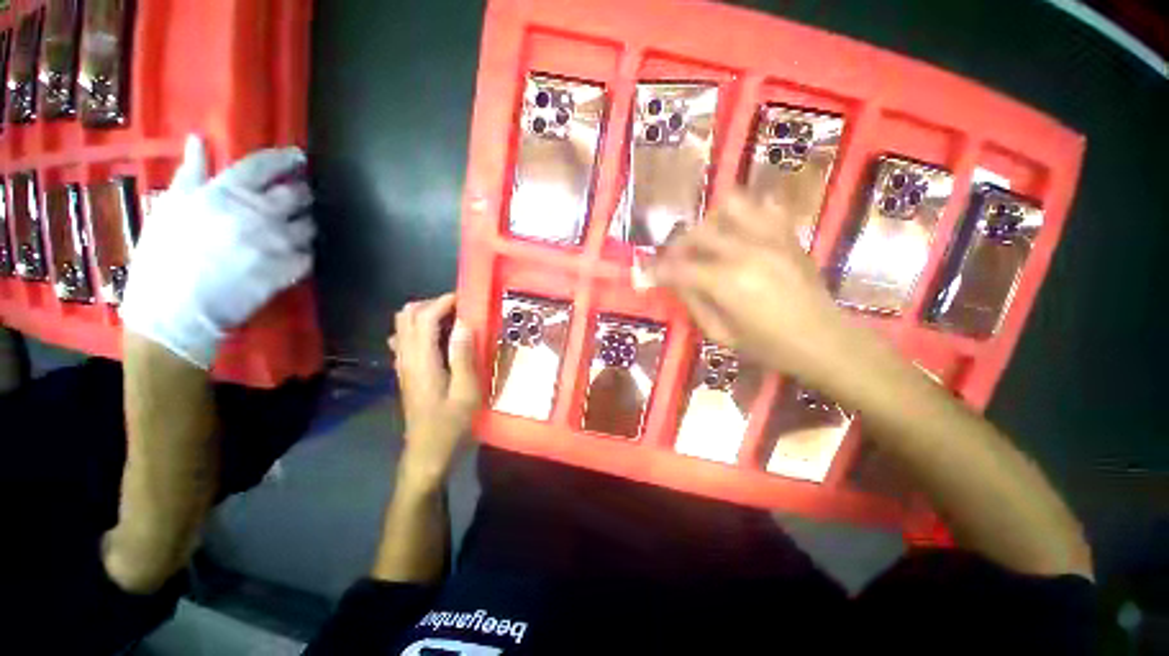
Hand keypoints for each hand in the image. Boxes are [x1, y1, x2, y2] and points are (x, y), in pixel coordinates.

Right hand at [120, 135, 315, 368]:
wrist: (175, 308)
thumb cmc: (164, 256)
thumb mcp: (170, 206)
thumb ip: (191, 172)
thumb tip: (199, 139)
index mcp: (226, 192)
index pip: (265, 165)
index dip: (286, 158)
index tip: (299, 157)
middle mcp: (259, 212)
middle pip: (298, 194)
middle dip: (303, 193)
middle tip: (300, 196)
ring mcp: (278, 241)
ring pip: (309, 225)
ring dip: (305, 224)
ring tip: (296, 227)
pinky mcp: (290, 268)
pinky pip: (310, 254)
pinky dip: (305, 253)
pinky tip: (294, 255)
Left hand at [390, 293, 480, 488]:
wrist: (427, 452)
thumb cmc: (451, 424)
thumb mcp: (466, 392)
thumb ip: (463, 356)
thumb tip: (464, 324)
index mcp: (422, 361)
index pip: (424, 318)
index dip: (443, 303)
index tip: (465, 299)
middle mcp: (406, 358)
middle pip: (407, 315)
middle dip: (432, 304)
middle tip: (460, 309)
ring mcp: (402, 365)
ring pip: (403, 325)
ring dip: (425, 314)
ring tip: (452, 320)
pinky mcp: (405, 371)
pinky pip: (405, 339)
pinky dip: (419, 329)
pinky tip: (438, 338)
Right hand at [651, 191, 853, 383]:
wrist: (823, 340)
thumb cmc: (769, 346)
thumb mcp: (720, 334)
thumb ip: (693, 302)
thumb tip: (673, 281)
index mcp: (726, 283)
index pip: (678, 268)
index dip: (657, 270)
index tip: (647, 273)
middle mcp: (745, 252)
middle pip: (698, 233)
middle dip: (678, 247)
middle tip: (676, 262)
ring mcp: (771, 238)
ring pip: (730, 205)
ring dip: (711, 222)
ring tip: (709, 242)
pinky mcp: (788, 235)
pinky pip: (765, 206)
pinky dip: (746, 214)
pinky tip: (740, 233)